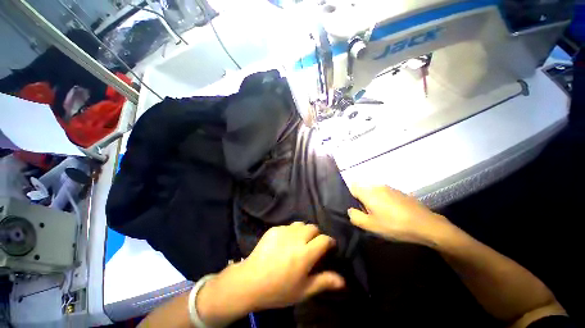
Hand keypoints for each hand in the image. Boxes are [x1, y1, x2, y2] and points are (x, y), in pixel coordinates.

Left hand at [197, 223, 344, 325]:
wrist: (250, 281)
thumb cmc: (279, 289)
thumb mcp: (303, 290)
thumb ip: (324, 282)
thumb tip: (343, 280)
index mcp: (305, 254)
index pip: (324, 239)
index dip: (329, 242)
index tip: (329, 246)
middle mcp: (296, 238)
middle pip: (313, 228)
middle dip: (316, 235)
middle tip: (312, 245)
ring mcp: (283, 231)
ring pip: (300, 224)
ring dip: (303, 231)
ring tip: (299, 241)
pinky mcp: (274, 229)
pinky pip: (287, 226)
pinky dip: (290, 232)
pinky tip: (284, 243)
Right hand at [347, 185, 450, 245]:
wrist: (426, 225)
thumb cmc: (395, 225)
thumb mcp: (371, 226)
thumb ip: (355, 217)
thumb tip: (350, 210)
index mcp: (368, 192)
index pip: (352, 187)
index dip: (351, 197)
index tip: (357, 209)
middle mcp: (377, 186)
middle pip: (363, 189)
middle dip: (362, 200)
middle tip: (368, 214)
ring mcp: (389, 188)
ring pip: (373, 191)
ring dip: (373, 201)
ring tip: (380, 215)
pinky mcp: (399, 192)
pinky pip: (384, 193)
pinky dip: (383, 200)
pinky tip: (392, 213)